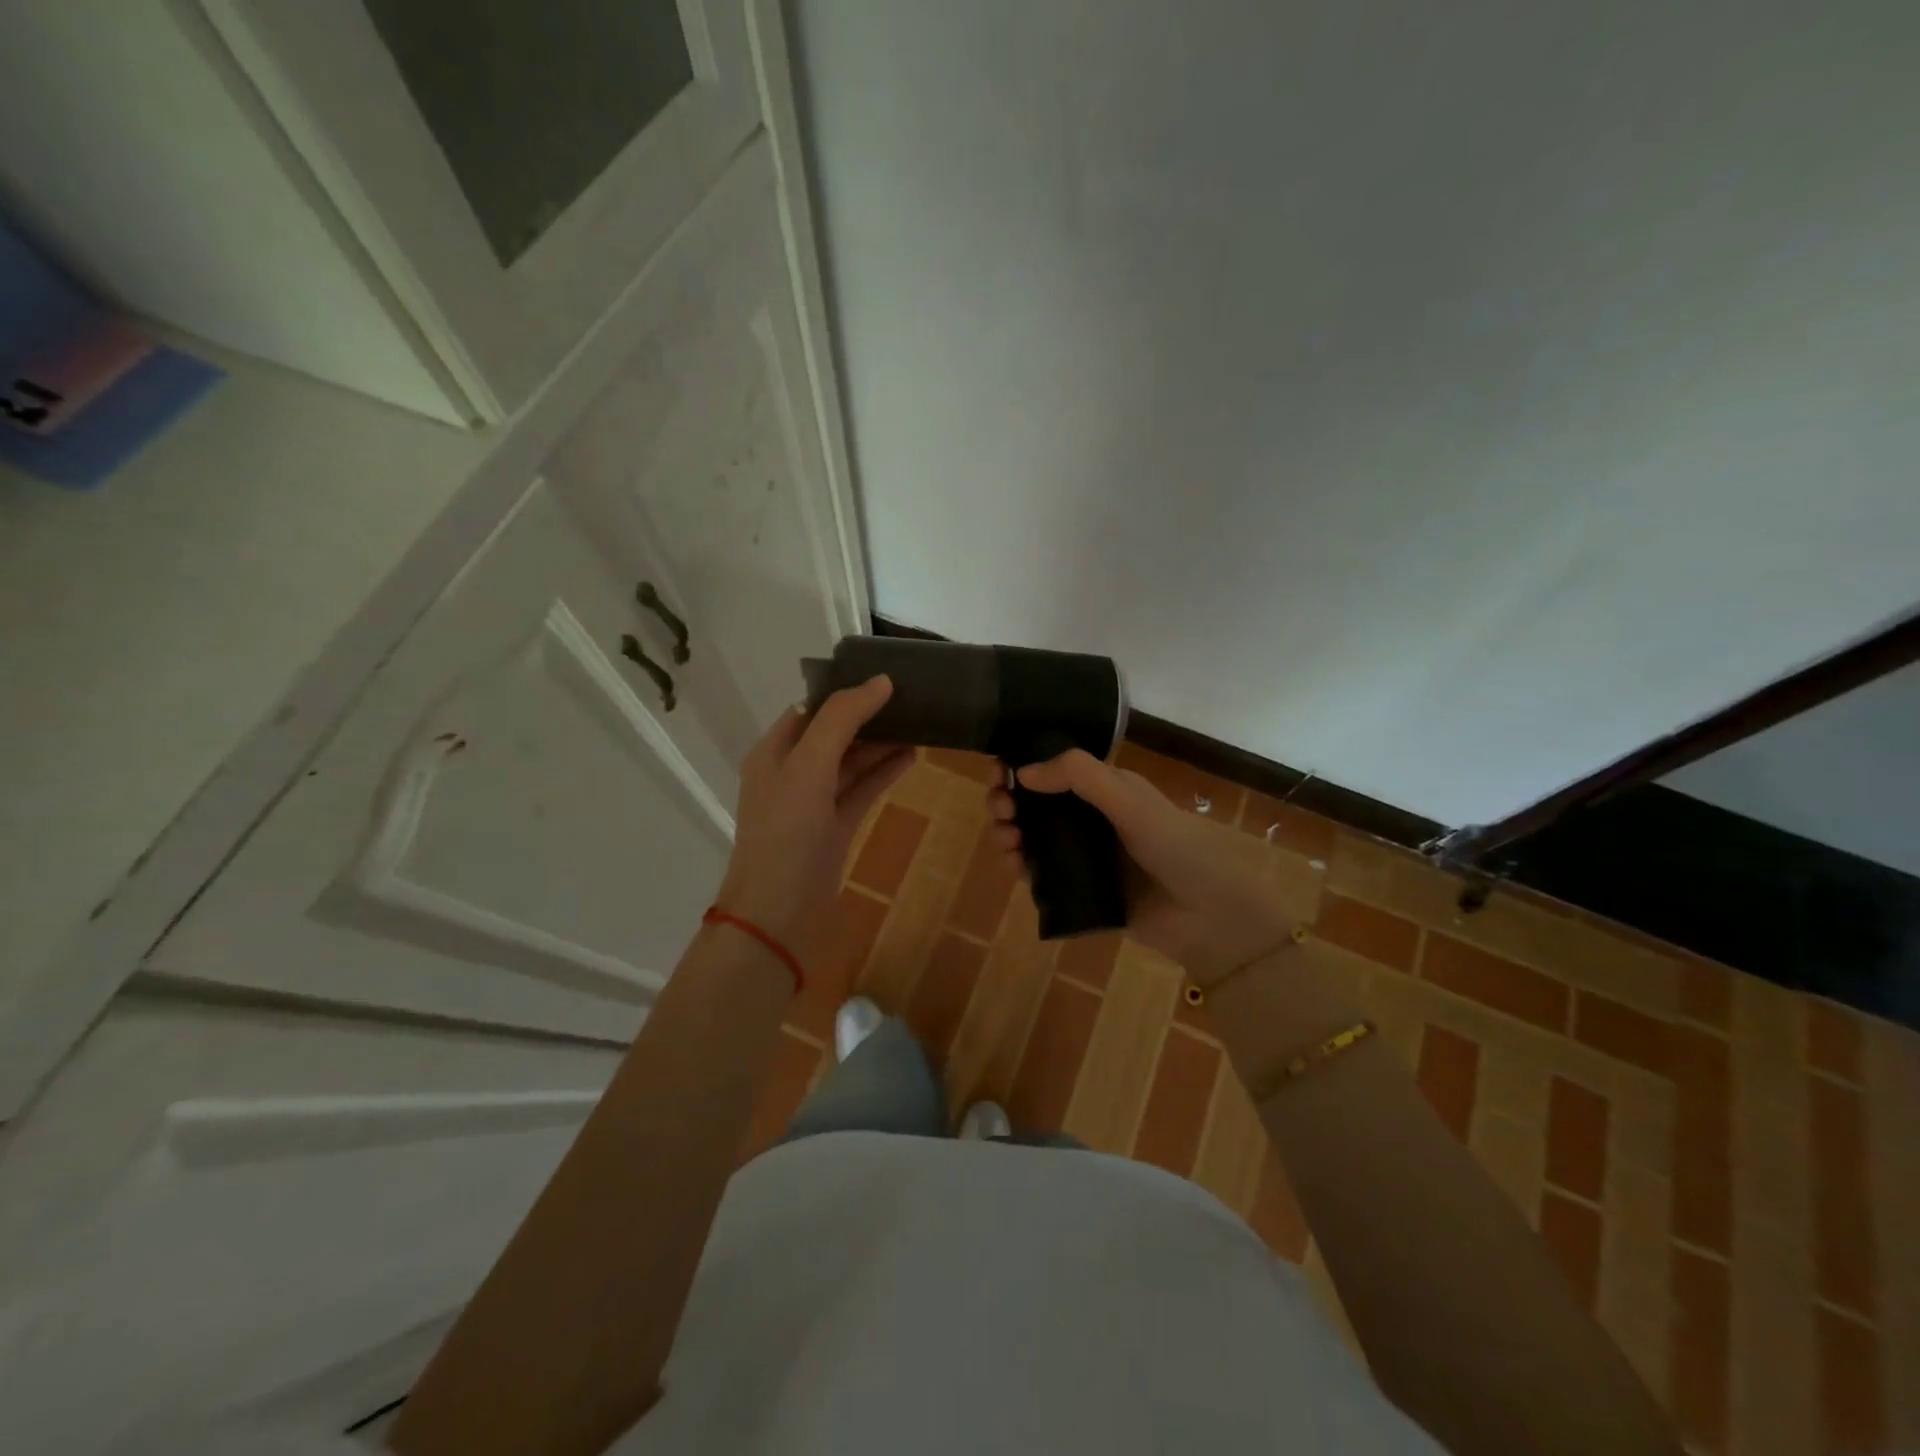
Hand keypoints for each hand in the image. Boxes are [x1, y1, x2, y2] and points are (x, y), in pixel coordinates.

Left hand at [716, 675, 912, 955]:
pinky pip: (863, 790)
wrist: (778, 910)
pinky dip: (884, 773)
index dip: (846, 692)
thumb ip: (842, 719)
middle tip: (912, 698)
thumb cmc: (787, 831)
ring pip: (852, 762)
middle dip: (869, 716)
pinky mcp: (835, 827)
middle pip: (835, 733)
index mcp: (775, 751)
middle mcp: (792, 772)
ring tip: (920, 722)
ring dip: (881, 743)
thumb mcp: (809, 765)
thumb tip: (881, 681)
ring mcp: (815, 801)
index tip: (887, 678)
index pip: (812, 709)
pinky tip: (912, 756)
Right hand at [989, 750, 1293, 984]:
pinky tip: (1016, 868)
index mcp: (1107, 790)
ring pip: (1032, 839)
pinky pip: (1040, 874)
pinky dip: (1021, 867)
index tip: (999, 774)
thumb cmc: (1177, 848)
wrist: (1209, 917)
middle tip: (1001, 811)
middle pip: (1036, 804)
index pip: (1055, 769)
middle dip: (1010, 802)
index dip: (1022, 767)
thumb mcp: (1130, 802)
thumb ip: (1080, 778)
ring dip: (1010, 833)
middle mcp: (1092, 819)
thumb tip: (1023, 771)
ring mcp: (1084, 856)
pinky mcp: (1080, 890)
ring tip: (1007, 842)